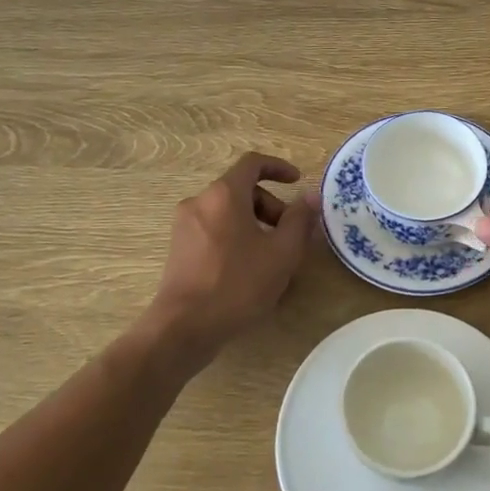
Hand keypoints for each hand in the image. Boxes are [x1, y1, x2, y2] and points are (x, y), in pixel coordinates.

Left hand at [146, 152, 316, 355]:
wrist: (184, 327)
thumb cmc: (238, 284)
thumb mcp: (281, 253)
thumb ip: (300, 220)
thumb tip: (311, 196)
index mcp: (224, 195)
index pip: (252, 163)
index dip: (278, 168)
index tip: (297, 181)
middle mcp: (200, 201)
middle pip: (241, 190)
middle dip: (270, 206)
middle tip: (289, 236)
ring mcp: (184, 225)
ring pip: (228, 212)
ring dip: (254, 224)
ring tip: (271, 257)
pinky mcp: (178, 248)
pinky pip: (214, 229)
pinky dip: (235, 236)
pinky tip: (248, 269)